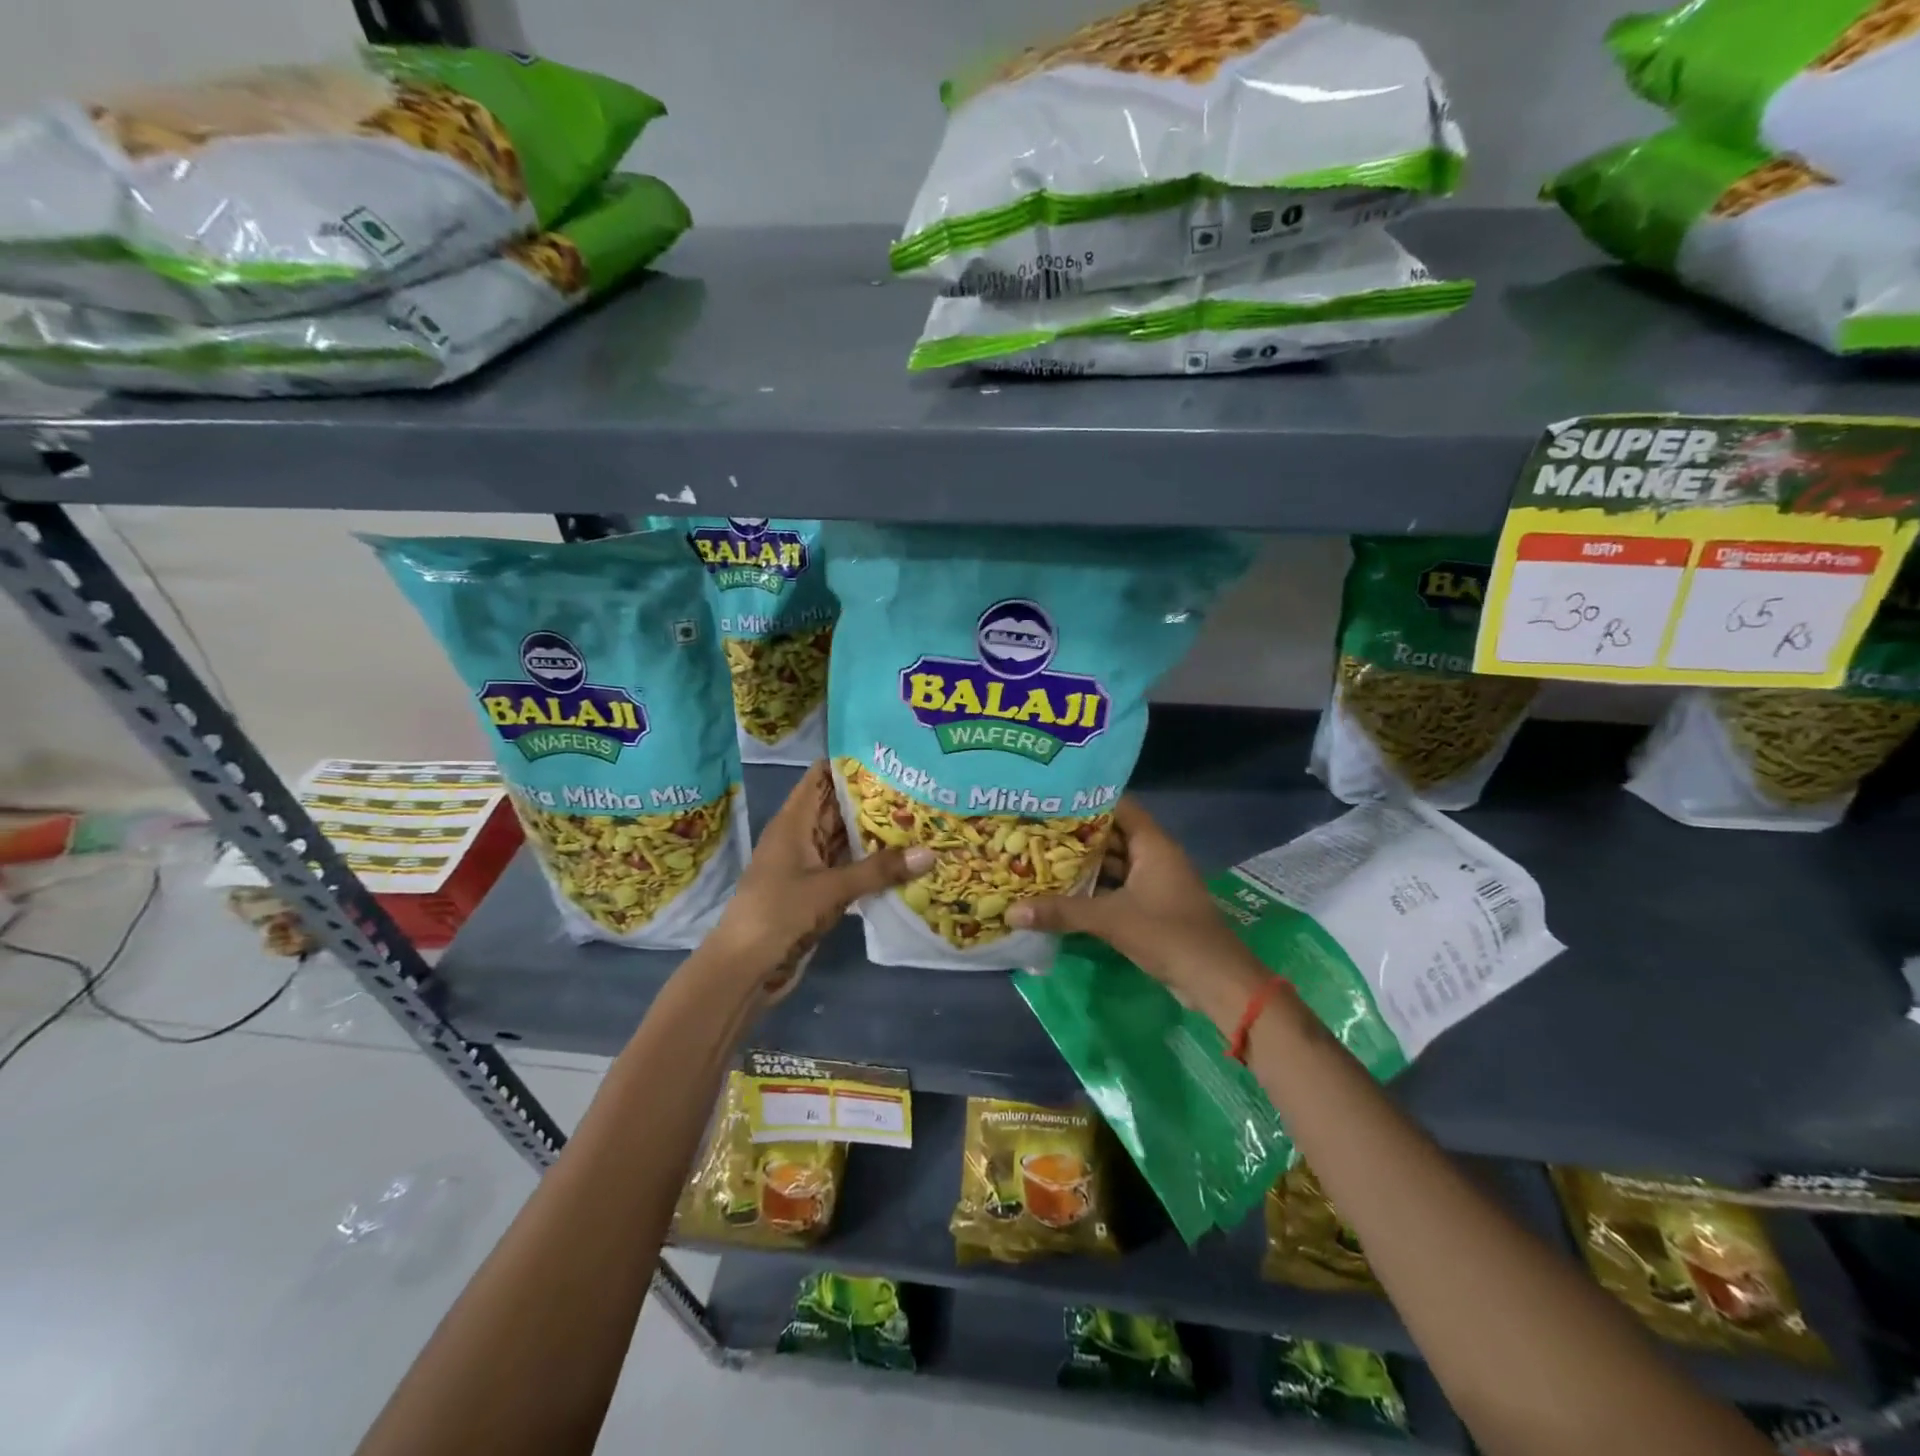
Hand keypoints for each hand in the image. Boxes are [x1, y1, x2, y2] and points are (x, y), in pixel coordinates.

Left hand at [703, 761, 932, 998]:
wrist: (744, 969)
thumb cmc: (778, 914)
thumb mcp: (830, 888)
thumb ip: (879, 870)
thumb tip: (930, 852)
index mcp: (794, 822)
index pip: (821, 777)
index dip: (851, 762)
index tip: (891, 754)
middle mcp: (802, 837)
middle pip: (840, 807)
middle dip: (875, 797)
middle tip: (920, 784)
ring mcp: (810, 865)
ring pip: (847, 839)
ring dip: (878, 832)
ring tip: (922, 816)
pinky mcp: (819, 892)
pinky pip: (850, 868)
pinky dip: (873, 863)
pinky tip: (906, 859)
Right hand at [1007, 797, 1268, 1029]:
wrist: (1214, 980)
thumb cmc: (1167, 934)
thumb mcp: (1111, 919)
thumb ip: (1062, 912)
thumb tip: (1012, 911)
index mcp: (1152, 844)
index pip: (1118, 805)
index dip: (1086, 799)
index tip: (1051, 797)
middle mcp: (1153, 856)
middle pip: (1111, 834)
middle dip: (1076, 834)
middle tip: (1035, 828)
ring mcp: (1154, 882)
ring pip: (1112, 863)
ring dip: (1083, 864)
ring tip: (1040, 856)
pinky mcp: (1151, 907)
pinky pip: (1117, 887)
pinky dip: (1093, 888)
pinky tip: (1062, 891)